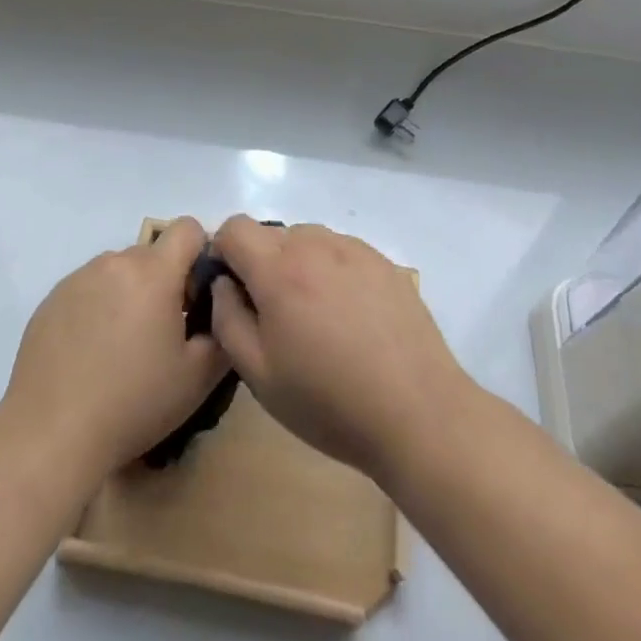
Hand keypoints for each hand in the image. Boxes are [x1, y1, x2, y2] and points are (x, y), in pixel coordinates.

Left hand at [0, 217, 227, 480]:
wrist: (50, 435)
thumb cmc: (132, 404)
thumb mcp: (197, 378)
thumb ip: (222, 331)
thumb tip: (221, 308)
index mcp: (153, 272)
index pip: (188, 228)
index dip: (200, 254)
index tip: (196, 296)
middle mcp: (115, 262)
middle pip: (152, 254)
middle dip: (164, 282)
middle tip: (161, 335)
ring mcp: (78, 278)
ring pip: (119, 271)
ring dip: (130, 294)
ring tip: (122, 349)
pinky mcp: (52, 299)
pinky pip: (88, 289)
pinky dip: (98, 309)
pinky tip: (90, 356)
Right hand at [208, 216, 472, 485]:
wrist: (418, 412)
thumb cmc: (329, 401)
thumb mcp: (259, 374)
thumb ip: (228, 318)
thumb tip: (223, 284)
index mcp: (278, 268)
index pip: (234, 227)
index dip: (223, 254)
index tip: (232, 292)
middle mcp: (315, 243)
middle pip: (271, 234)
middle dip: (260, 265)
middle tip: (275, 317)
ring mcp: (354, 248)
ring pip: (307, 241)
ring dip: (298, 266)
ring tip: (316, 319)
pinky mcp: (383, 261)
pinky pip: (341, 252)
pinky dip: (332, 271)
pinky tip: (350, 318)